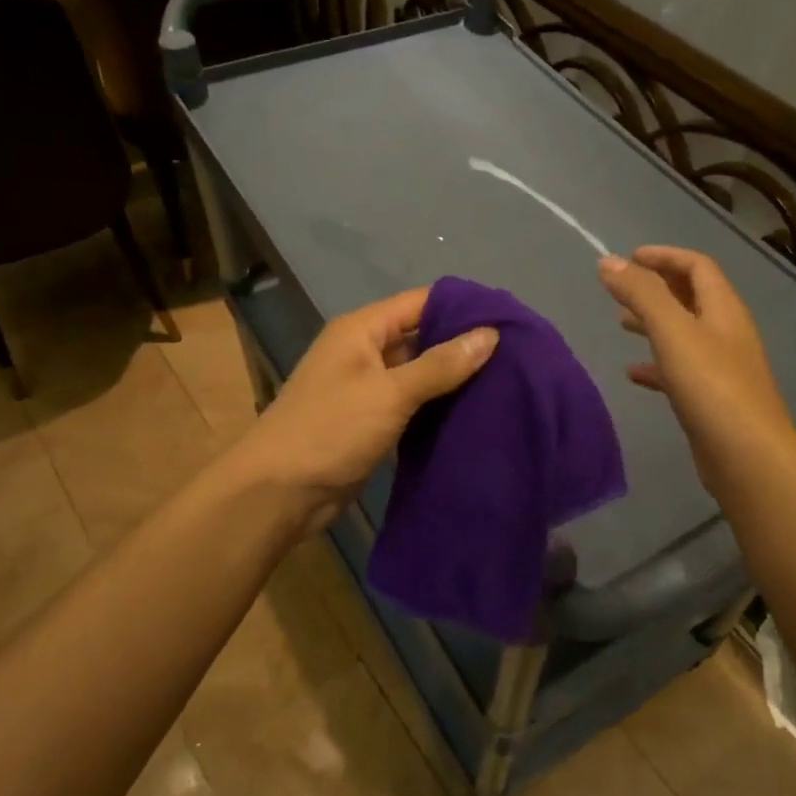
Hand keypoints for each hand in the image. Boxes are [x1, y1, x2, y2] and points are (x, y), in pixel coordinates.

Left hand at [227, 287, 498, 534]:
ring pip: (420, 374)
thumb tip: (490, 334)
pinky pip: (413, 405)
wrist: (279, 493)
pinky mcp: (372, 422)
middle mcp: (365, 352)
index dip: (463, 307)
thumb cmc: (330, 430)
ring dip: (454, 379)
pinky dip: (439, 407)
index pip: (421, 302)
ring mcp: (368, 389)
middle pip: (422, 336)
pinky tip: (475, 412)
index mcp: (362, 330)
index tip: (510, 320)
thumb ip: (440, 364)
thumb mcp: (389, 393)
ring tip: (506, 382)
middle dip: (464, 344)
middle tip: (516, 355)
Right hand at [598, 246, 795, 496]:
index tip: (629, 258)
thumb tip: (607, 261)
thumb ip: (641, 294)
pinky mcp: (711, 399)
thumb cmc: (711, 386)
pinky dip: (656, 365)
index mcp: (723, 309)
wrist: (747, 456)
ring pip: (683, 334)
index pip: (697, 266)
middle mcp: (726, 332)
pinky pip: (679, 371)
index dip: (665, 256)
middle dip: (656, 288)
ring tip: (621, 324)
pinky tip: (632, 374)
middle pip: (691, 297)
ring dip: (654, 324)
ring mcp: (721, 368)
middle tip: (620, 290)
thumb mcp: (673, 332)